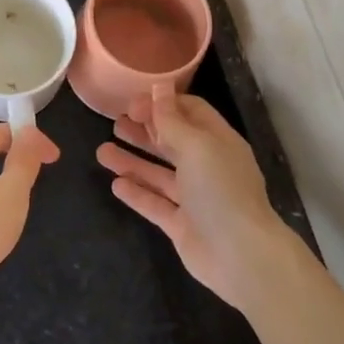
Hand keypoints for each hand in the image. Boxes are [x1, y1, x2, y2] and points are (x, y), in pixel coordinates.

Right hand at [97, 86, 296, 312]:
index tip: (132, 104)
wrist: (241, 257)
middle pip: (172, 142)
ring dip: (132, 161)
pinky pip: (156, 204)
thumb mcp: (196, 146)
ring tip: (102, 152)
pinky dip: (137, 193)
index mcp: (218, 142)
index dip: (162, 105)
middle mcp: (207, 167)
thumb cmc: (220, 190)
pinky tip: (116, 185)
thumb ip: (171, 119)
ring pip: (159, 174)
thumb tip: (159, 86)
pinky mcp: (182, 226)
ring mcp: (195, 198)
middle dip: (144, 132)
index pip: (190, 112)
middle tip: (114, 123)